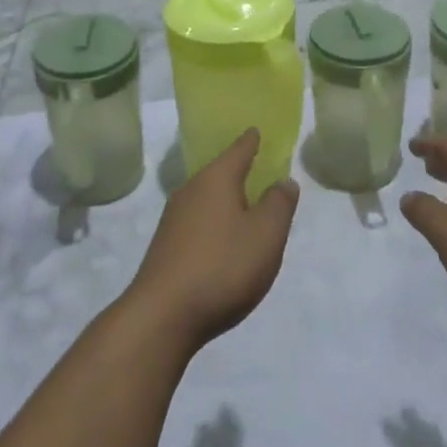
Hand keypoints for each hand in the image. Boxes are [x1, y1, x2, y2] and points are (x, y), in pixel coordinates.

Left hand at [125, 130, 298, 352]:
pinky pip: (198, 223)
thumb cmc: (222, 266)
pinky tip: (225, 242)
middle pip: (220, 173)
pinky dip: (215, 224)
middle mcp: (191, 190)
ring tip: (247, 208)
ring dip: (227, 201)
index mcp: (216, 179)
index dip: (251, 141)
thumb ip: (279, 204)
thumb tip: (284, 180)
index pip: (239, 149)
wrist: (162, 316)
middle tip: (260, 170)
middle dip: (239, 171)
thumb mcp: (266, 235)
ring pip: (208, 199)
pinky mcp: (166, 247)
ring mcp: (174, 220)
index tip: (257, 131)